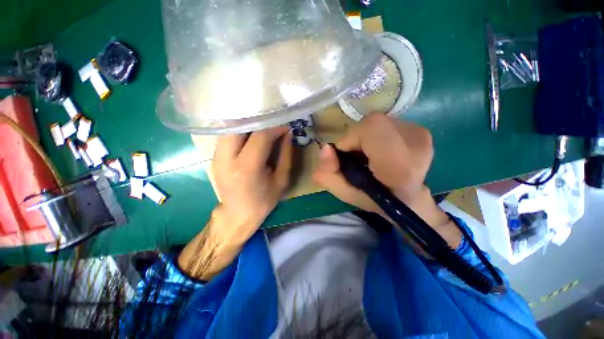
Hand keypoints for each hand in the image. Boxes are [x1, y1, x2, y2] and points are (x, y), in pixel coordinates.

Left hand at [211, 126, 292, 240]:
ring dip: (248, 123)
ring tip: (263, 127)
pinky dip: (240, 130)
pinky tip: (251, 134)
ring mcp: (216, 157)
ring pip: (230, 127)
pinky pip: (227, 135)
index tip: (285, 127)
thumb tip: (288, 133)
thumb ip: (286, 155)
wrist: (237, 215)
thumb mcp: (281, 180)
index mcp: (247, 168)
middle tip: (272, 124)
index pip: (260, 136)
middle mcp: (226, 159)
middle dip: (258, 121)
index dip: (275, 128)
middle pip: (239, 125)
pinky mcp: (214, 156)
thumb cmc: (263, 201)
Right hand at [313, 114, 459, 246]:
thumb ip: (328, 173)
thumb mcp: (344, 192)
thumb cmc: (374, 200)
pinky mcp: (421, 130)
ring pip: (378, 121)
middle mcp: (416, 145)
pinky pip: (387, 122)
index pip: (372, 128)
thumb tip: (325, 148)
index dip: (352, 137)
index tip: (348, 154)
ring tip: (370, 154)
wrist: (408, 200)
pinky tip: (381, 149)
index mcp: (398, 166)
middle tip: (358, 155)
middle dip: (356, 137)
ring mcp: (421, 134)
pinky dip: (377, 134)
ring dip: (366, 136)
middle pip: (372, 122)